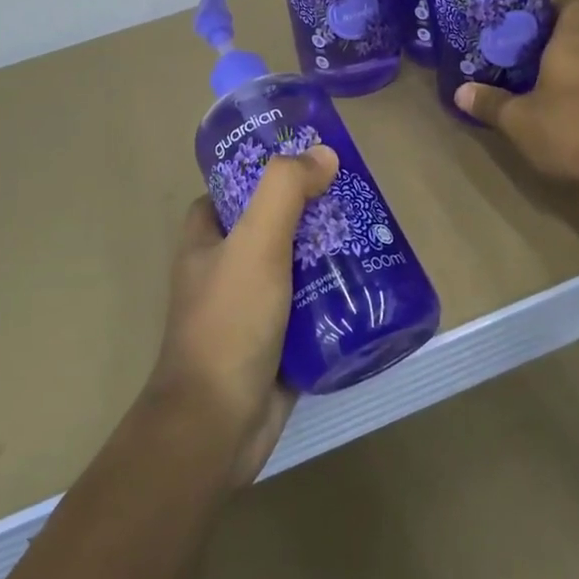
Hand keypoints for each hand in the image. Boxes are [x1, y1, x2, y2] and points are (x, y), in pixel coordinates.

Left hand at [149, 146, 338, 486]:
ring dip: (330, 253)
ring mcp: (251, 306)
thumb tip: (322, 153)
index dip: (269, 171)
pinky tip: (371, 285)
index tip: (312, 163)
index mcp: (205, 238)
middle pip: (273, 224)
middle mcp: (224, 267)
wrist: (218, 424)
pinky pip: (310, 305)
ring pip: (296, 265)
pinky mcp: (276, 340)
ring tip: (373, 237)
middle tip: (356, 199)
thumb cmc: (229, 323)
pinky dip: (335, 295)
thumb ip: (284, 191)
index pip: (235, 188)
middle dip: (313, 213)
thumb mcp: (255, 244)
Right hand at [454, 0, 578, 190]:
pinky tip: (569, 124)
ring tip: (542, 96)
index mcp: (575, 42)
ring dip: (571, 78)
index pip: (574, 5)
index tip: (529, 24)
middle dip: (553, 50)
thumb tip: (460, 92)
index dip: (553, 8)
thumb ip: (490, 103)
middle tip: (522, 65)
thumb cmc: (569, 127)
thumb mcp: (518, 119)